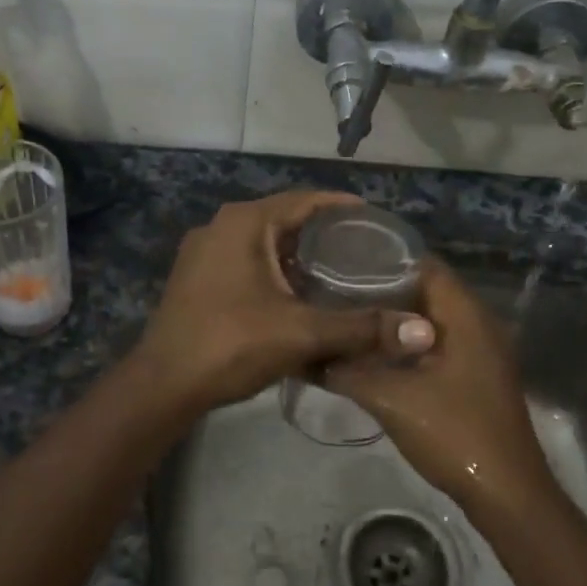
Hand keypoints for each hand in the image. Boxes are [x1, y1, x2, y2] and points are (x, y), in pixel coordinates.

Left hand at [133, 191, 434, 414]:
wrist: (163, 385)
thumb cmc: (231, 344)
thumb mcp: (302, 333)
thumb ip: (362, 328)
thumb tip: (422, 332)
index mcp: (245, 222)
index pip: (305, 200)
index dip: (342, 207)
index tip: (374, 219)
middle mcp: (221, 227)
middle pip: (284, 220)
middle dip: (323, 234)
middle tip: (364, 251)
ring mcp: (204, 253)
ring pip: (264, 244)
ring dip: (298, 256)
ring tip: (339, 272)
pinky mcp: (196, 279)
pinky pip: (246, 263)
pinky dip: (275, 272)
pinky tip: (298, 296)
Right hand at [323, 260, 557, 517]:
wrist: (505, 492)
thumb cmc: (453, 433)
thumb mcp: (391, 399)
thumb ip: (348, 372)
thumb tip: (312, 355)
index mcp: (466, 316)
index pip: (425, 266)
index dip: (385, 260)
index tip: (345, 263)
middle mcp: (479, 324)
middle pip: (427, 292)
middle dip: (384, 291)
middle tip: (338, 293)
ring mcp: (482, 352)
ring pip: (432, 321)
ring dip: (395, 321)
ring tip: (351, 319)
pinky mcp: (477, 376)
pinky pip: (439, 344)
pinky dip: (409, 344)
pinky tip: (376, 355)